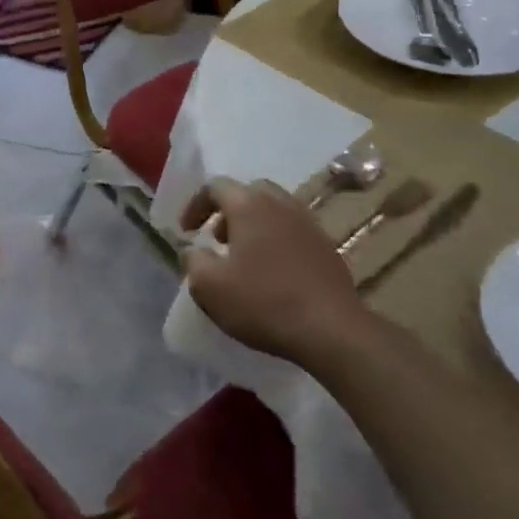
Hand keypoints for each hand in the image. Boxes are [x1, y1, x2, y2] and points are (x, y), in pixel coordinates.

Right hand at [181, 176, 364, 366]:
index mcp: (249, 205)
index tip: (186, 232)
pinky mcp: (327, 248)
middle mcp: (281, 205)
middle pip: (250, 192)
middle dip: (228, 210)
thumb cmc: (263, 302)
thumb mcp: (209, 286)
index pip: (215, 186)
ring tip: (243, 257)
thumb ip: (192, 260)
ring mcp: (309, 225)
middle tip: (216, 238)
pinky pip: (293, 231)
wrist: (332, 331)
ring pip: (275, 210)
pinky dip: (276, 241)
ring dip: (253, 225)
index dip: (195, 206)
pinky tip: (272, 273)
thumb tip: (193, 250)